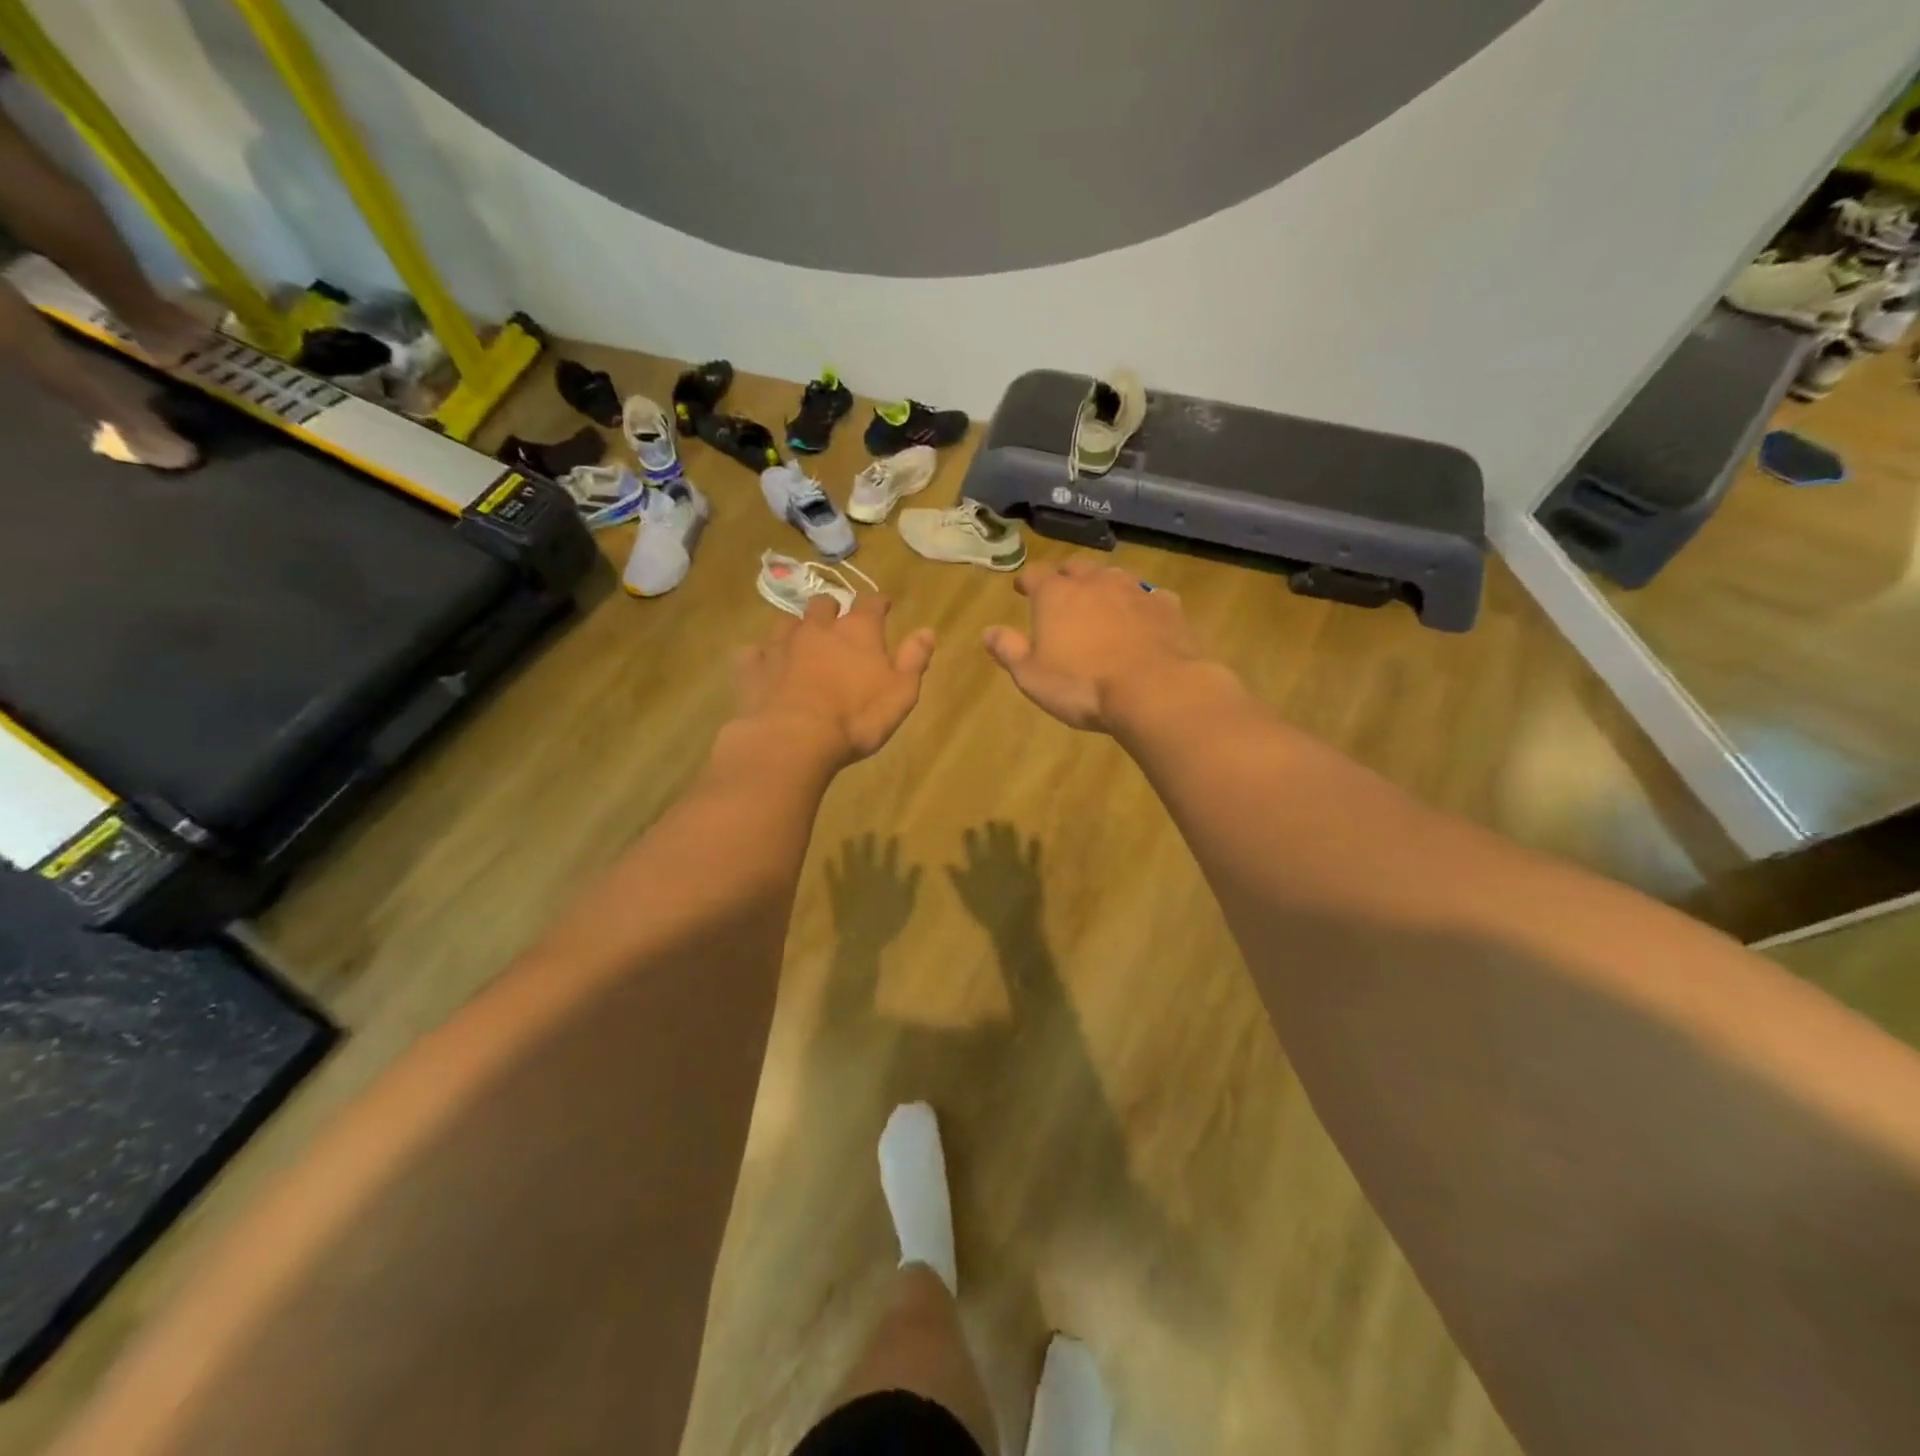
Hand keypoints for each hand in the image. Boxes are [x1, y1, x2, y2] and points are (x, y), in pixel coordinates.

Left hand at [734, 595, 935, 765]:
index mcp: (857, 632)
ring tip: (800, 639)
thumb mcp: (900, 694)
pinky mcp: (752, 668)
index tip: (884, 604)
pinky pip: (753, 652)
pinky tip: (763, 664)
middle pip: (824, 605)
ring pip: (787, 623)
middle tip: (837, 621)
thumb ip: (914, 660)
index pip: (871, 605)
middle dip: (833, 609)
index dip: (879, 603)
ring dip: (796, 627)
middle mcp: (817, 629)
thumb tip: (927, 630)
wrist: (792, 739)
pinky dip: (760, 655)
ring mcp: (780, 645)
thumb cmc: (856, 719)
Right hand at [983, 558, 1213, 730]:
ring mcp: (1135, 591)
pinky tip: (1143, 620)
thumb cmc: (1082, 685)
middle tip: (1062, 591)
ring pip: (1114, 576)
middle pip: (1076, 568)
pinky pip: (1150, 597)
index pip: (1035, 574)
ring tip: (1102, 602)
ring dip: (1104, 586)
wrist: (1154, 689)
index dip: (1026, 580)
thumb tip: (988, 632)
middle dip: (1066, 577)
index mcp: (1056, 595)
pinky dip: (1141, 605)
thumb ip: (1009, 650)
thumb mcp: (1032, 676)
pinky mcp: (1167, 606)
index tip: (1022, 588)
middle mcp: (1095, 582)